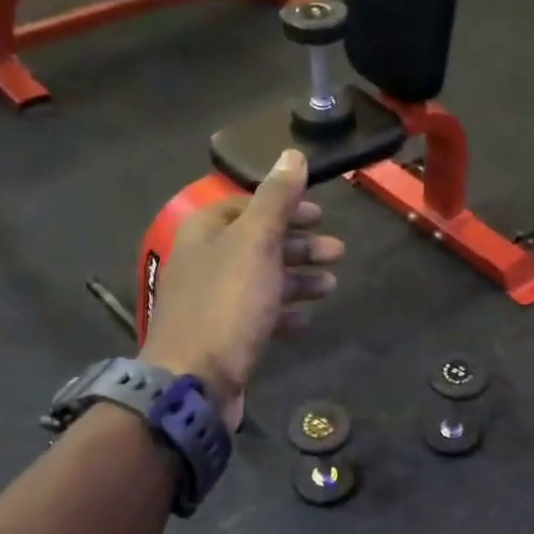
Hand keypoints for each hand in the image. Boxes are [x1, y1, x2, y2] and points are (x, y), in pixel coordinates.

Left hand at [142, 150, 343, 429]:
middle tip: (337, 252)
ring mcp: (212, 302)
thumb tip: (292, 154)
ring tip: (331, 286)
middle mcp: (205, 262)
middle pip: (258, 244)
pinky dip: (283, 312)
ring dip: (297, 279)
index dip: (284, 207)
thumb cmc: (227, 303)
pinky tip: (304, 318)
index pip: (246, 206)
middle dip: (299, 246)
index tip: (319, 215)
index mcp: (205, 232)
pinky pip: (257, 315)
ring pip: (261, 280)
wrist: (195, 379)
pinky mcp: (223, 336)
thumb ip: (276, 199)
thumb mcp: (256, 243)